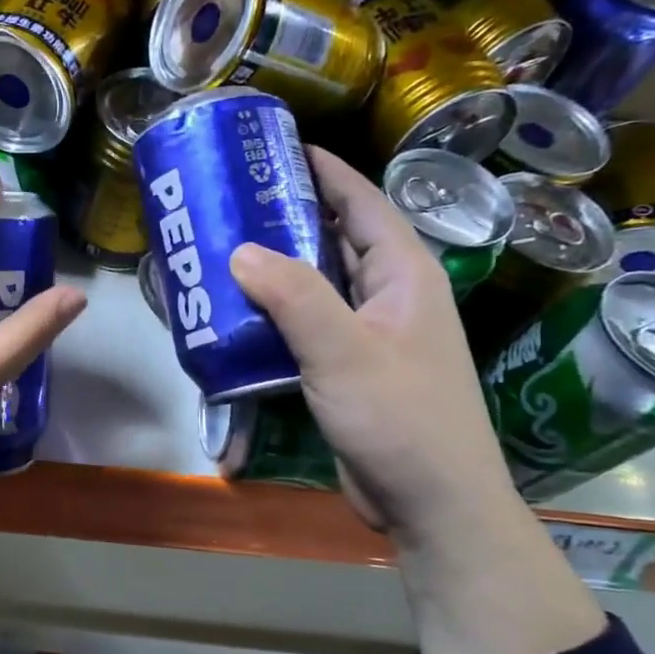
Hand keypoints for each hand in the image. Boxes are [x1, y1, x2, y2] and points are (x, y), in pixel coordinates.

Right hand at [229, 146, 522, 545]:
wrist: (433, 506)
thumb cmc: (401, 420)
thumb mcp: (345, 353)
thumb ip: (294, 297)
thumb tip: (240, 250)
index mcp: (404, 275)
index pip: (363, 203)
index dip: (324, 171)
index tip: (277, 147)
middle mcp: (389, 296)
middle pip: (336, 239)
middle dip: (287, 216)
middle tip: (230, 200)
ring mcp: (370, 334)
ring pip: (318, 284)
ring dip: (276, 268)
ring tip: (222, 248)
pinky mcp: (350, 367)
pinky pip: (308, 324)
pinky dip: (276, 312)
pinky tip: (236, 312)